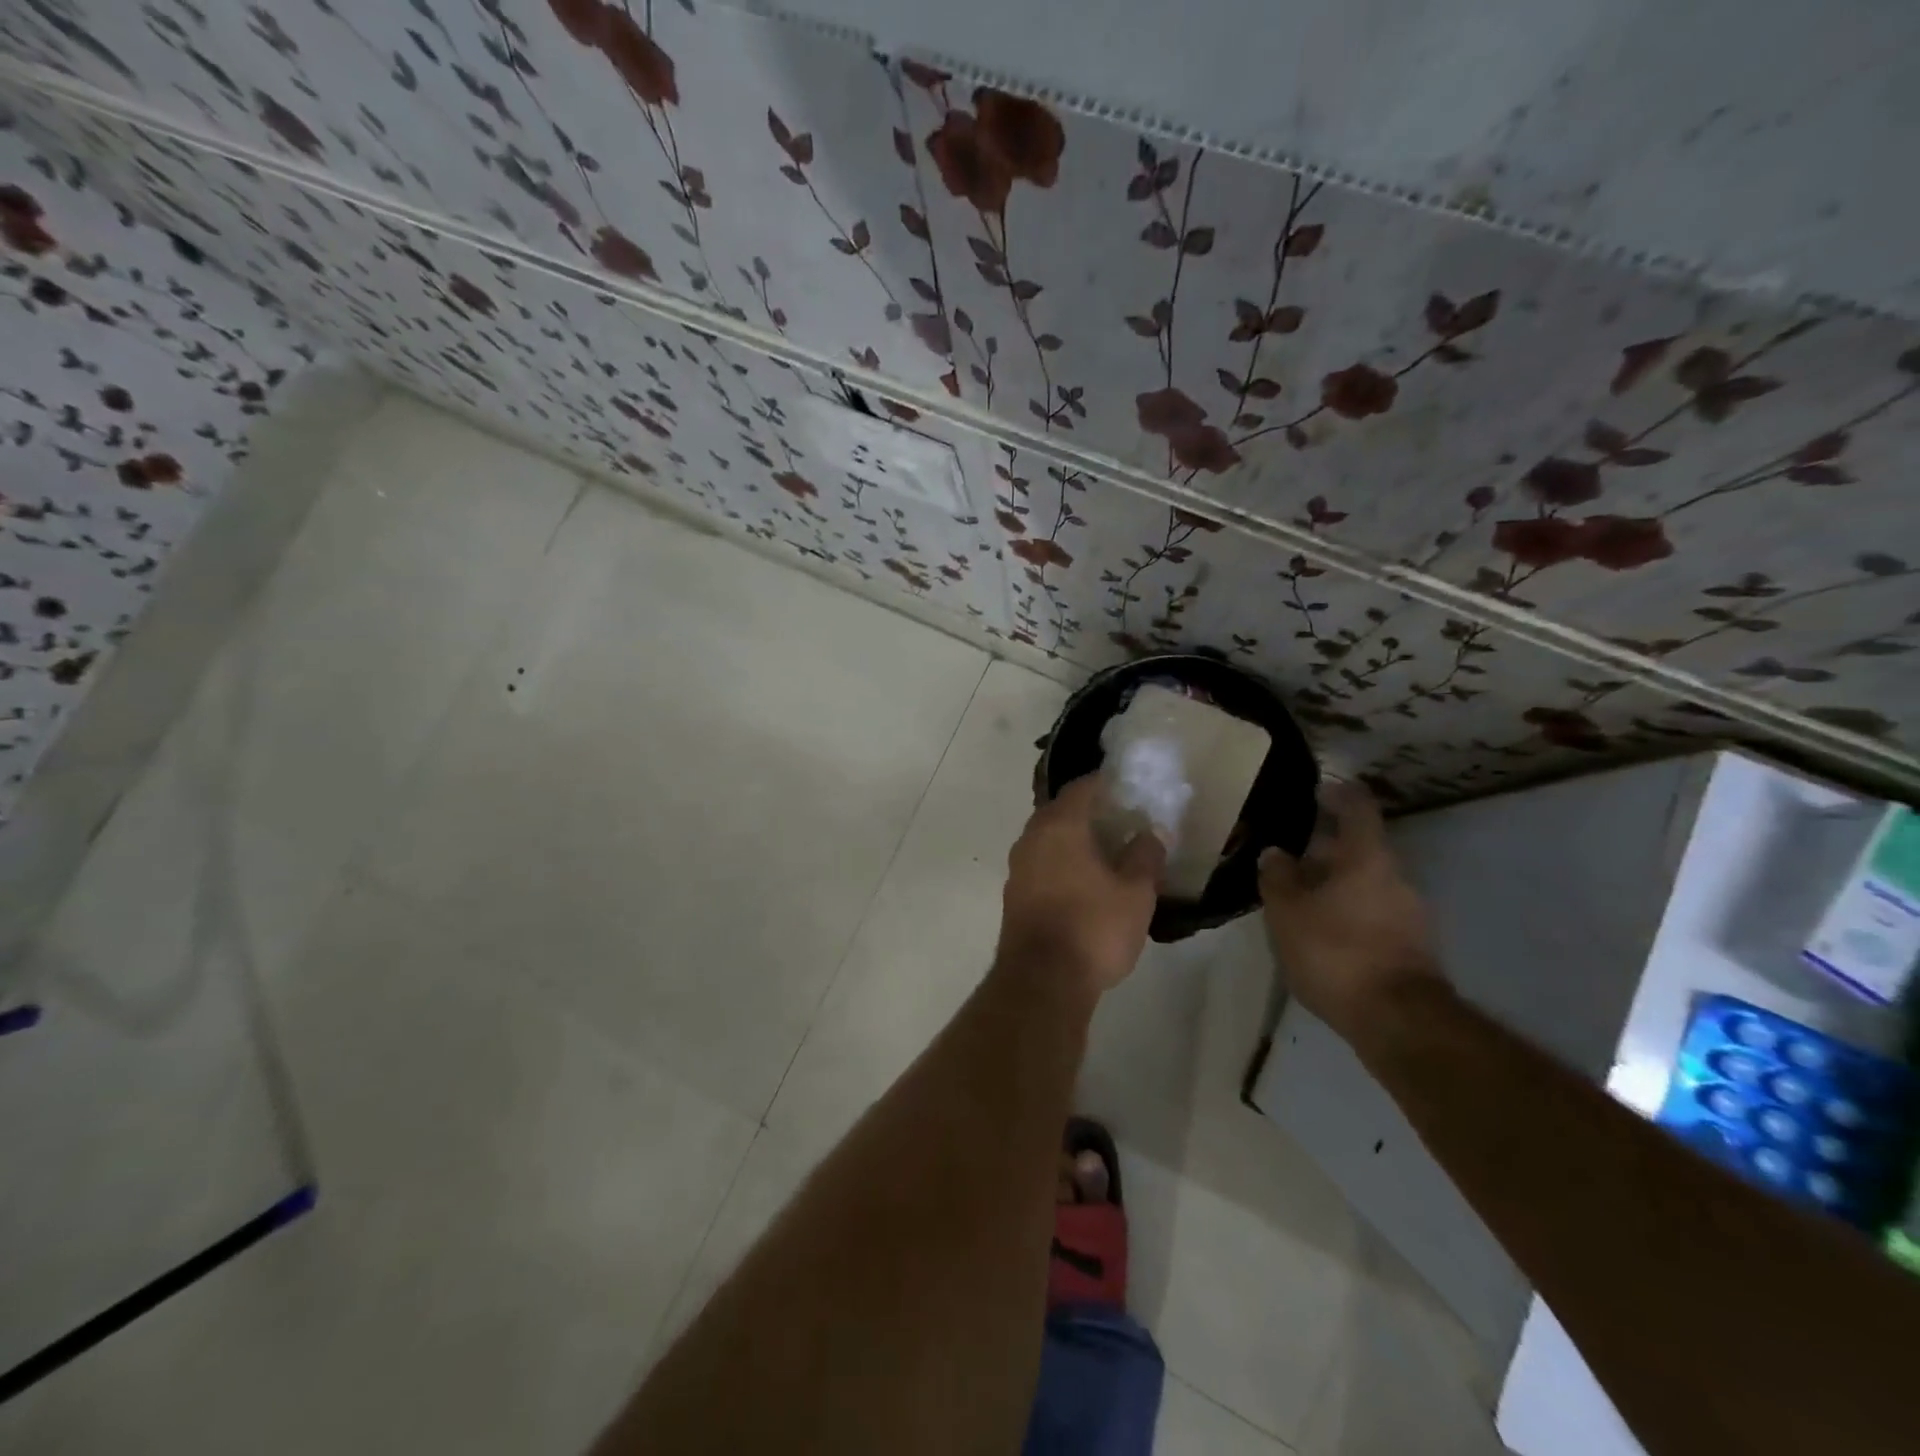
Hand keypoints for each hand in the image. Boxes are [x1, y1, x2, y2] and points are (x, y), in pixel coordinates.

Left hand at [999, 775, 1164, 995]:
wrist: (1042, 981)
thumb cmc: (1093, 928)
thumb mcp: (1135, 893)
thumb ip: (1145, 856)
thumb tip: (1151, 833)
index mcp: (1059, 826)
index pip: (1081, 788)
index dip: (1106, 784)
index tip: (1129, 789)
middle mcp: (1031, 838)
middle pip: (1061, 812)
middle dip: (1090, 812)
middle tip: (1123, 820)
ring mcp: (1018, 867)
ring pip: (1048, 839)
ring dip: (1074, 839)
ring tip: (1108, 852)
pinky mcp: (1014, 894)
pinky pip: (1041, 863)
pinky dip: (1062, 862)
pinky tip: (1085, 881)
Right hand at [1258, 782, 1442, 1044]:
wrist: (1399, 1021)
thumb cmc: (1336, 952)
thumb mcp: (1288, 913)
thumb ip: (1278, 877)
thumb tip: (1275, 852)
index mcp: (1366, 857)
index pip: (1357, 807)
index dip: (1336, 793)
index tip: (1315, 790)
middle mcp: (1394, 877)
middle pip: (1360, 848)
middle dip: (1325, 848)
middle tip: (1289, 855)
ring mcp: (1408, 913)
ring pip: (1365, 883)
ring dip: (1335, 883)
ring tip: (1299, 897)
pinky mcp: (1410, 946)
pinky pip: (1373, 912)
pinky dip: (1347, 912)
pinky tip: (1321, 932)